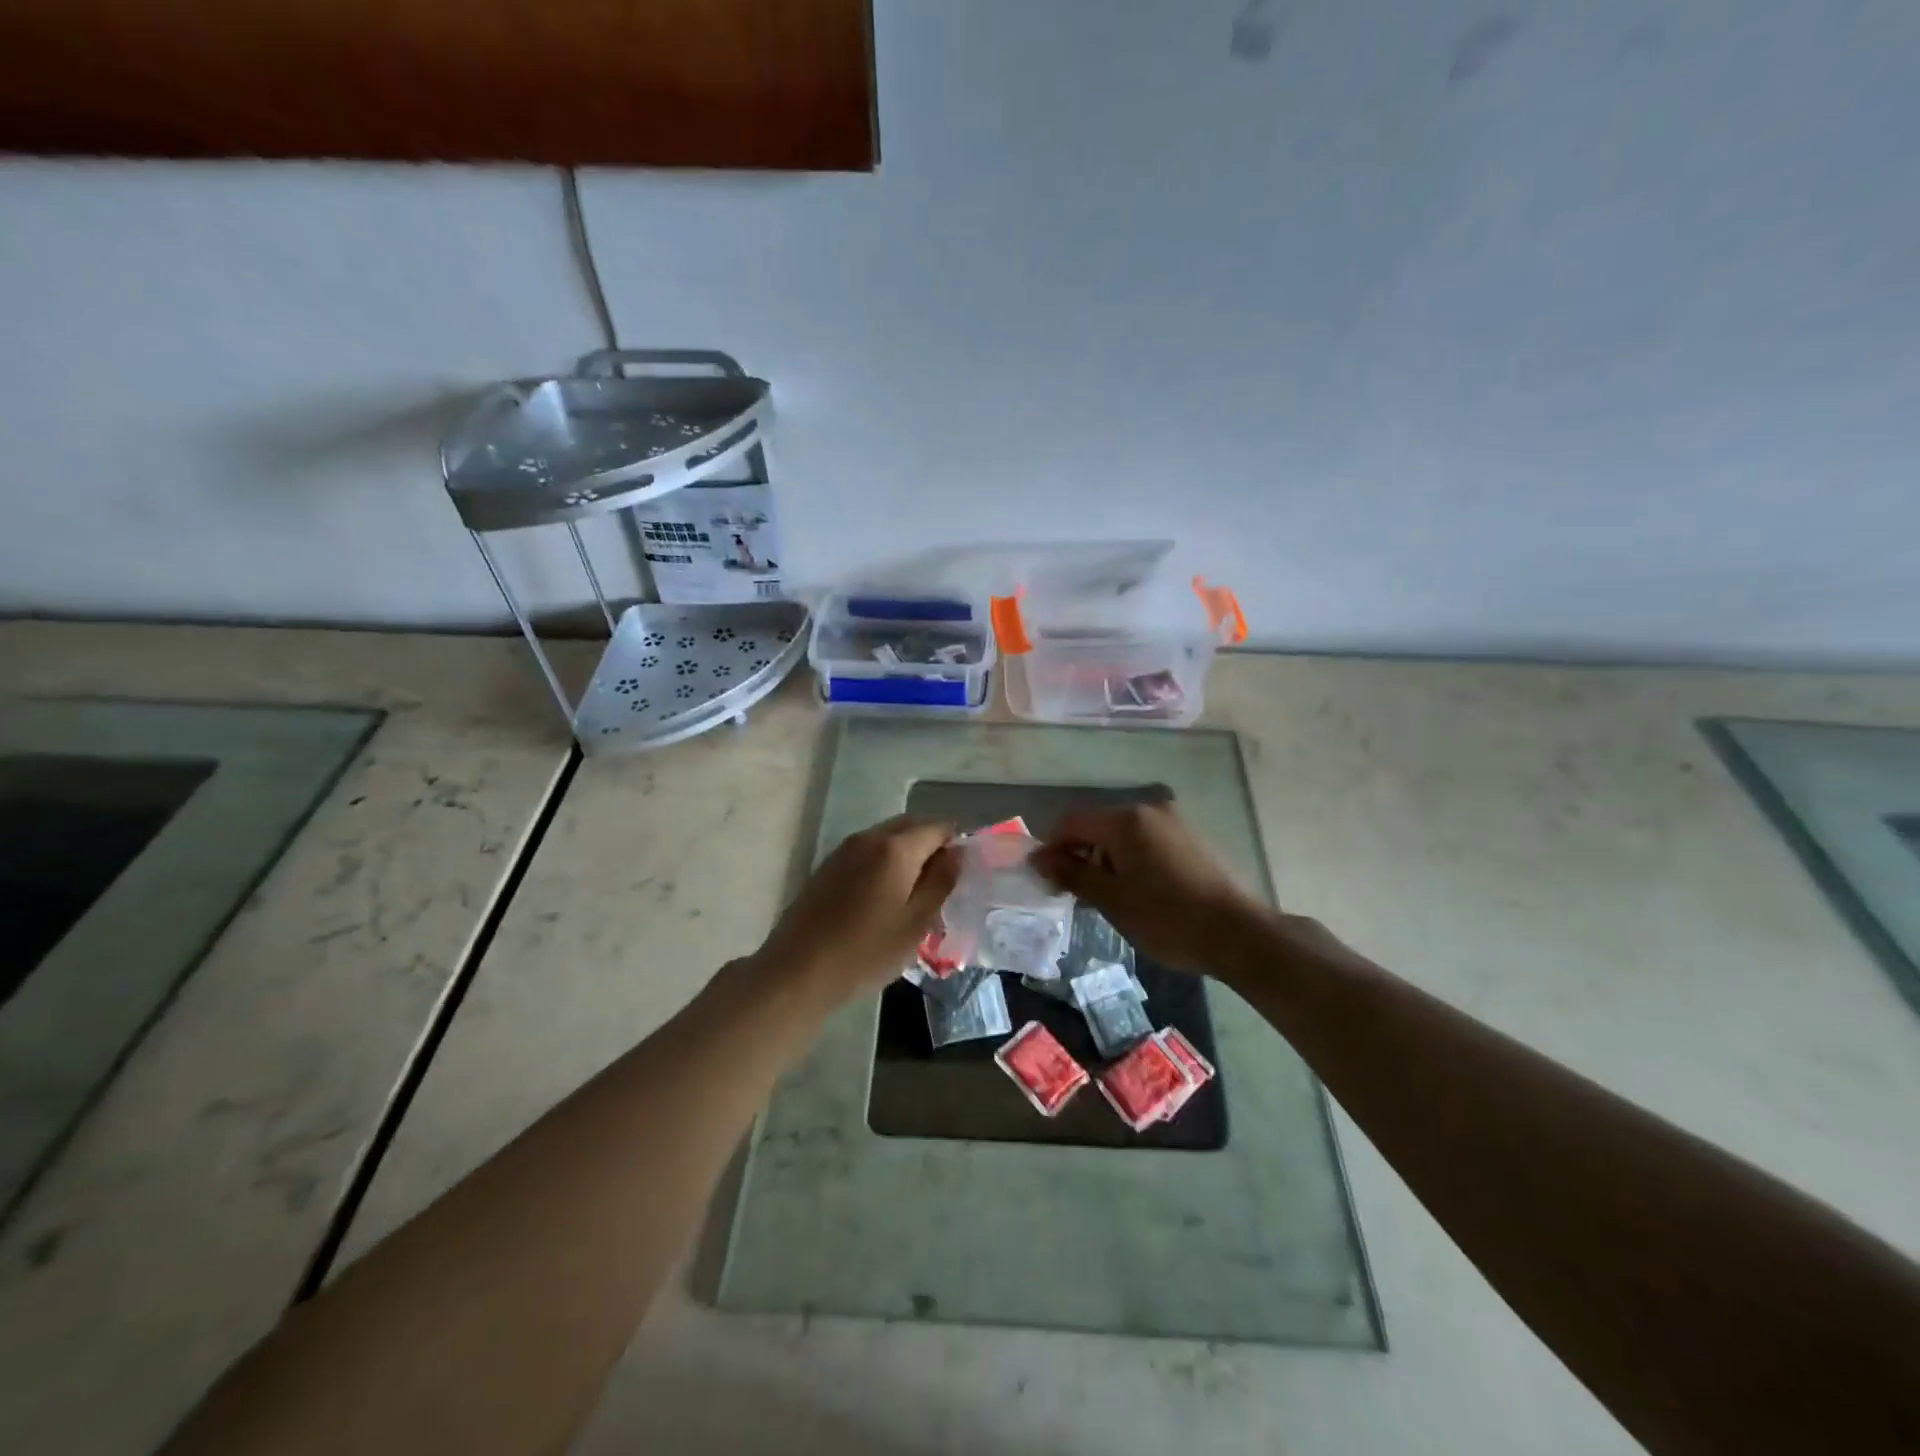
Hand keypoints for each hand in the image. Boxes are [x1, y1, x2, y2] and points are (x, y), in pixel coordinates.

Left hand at [752, 815, 959, 1003]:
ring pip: (887, 837)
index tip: (965, 869)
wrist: (798, 971)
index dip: (957, 841)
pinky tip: (886, 894)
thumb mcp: (916, 922)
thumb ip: (941, 882)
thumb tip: (958, 851)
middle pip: (911, 825)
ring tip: (917, 890)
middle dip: (932, 842)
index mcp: (896, 847)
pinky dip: (885, 861)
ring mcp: (844, 849)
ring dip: (908, 851)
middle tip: (945, 879)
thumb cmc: (866, 951)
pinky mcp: (828, 866)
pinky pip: (868, 851)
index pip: (938, 826)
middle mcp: (869, 837)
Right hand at [1032, 802, 1264, 973]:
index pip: (1072, 822)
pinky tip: (1140, 891)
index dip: (1052, 847)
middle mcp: (1150, 810)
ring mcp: (1175, 822)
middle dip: (1080, 854)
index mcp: (1126, 820)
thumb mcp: (1113, 900)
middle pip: (1099, 825)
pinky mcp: (1193, 837)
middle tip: (1074, 893)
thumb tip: (1039, 859)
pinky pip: (1148, 840)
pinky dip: (1132, 859)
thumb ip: (1073, 874)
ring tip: (1108, 897)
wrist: (1240, 934)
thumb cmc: (1168, 919)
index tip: (1045, 879)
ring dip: (1106, 858)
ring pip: (1124, 834)